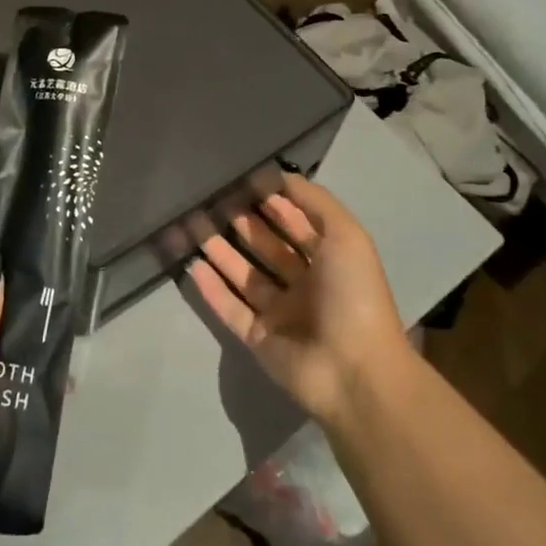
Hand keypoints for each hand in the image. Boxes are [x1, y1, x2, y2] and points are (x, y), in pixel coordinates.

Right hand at [188, 172, 410, 428]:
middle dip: (242, 223)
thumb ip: (314, 201)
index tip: (242, 178)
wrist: (354, 370)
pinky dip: (212, 289)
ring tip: (192, 224)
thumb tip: (281, 174)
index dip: (272, 202)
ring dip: (220, 251)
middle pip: (266, 247)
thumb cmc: (353, 294)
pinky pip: (230, 308)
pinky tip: (191, 265)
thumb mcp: (346, 235)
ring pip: (244, 276)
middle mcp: (304, 285)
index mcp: (329, 261)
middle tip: (210, 198)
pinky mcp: (258, 339)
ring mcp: (280, 314)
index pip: (295, 224)